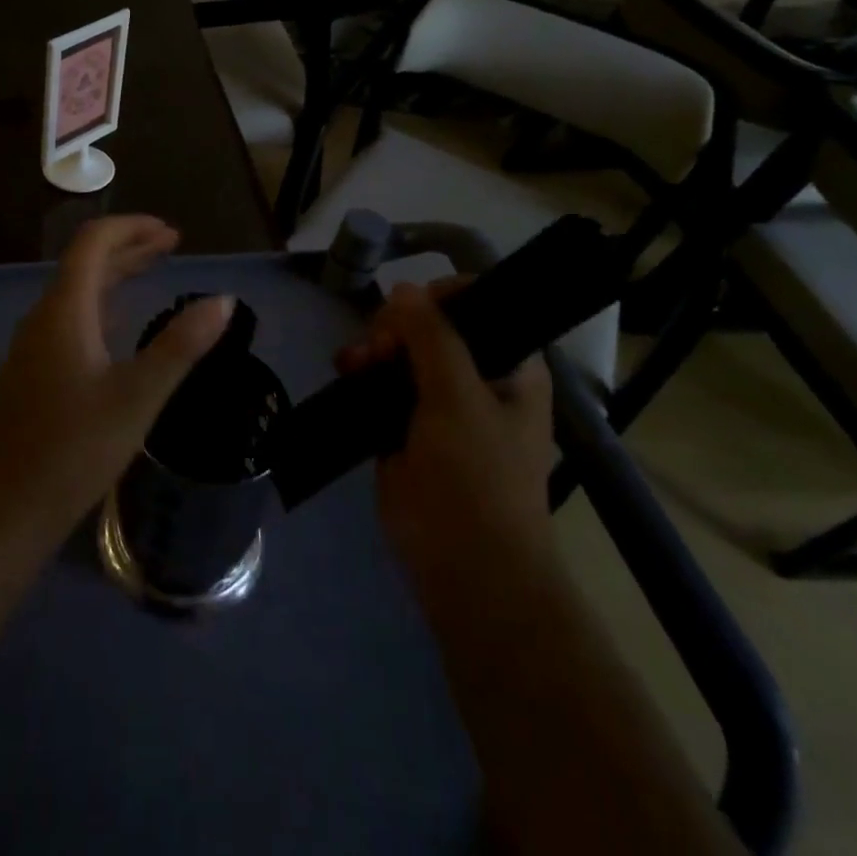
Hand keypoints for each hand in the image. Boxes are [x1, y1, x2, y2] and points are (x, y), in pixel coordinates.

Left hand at [0, 216, 232, 552]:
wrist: (5, 511)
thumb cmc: (74, 449)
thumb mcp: (138, 396)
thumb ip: (181, 345)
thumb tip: (224, 300)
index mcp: (64, 310)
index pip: (93, 242)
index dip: (132, 227)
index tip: (172, 232)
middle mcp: (43, 317)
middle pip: (85, 263)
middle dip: (129, 248)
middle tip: (172, 245)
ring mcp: (34, 345)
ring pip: (77, 292)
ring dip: (115, 275)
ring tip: (153, 272)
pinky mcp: (33, 371)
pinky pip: (71, 318)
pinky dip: (102, 305)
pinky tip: (120, 326)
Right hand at [336, 280, 555, 590]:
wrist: (464, 567)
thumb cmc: (476, 477)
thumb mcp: (458, 398)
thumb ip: (432, 337)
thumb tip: (404, 288)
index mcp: (511, 368)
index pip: (481, 306)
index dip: (443, 297)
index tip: (410, 306)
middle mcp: (477, 378)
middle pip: (432, 326)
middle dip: (399, 325)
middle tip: (380, 345)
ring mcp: (439, 404)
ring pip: (402, 353)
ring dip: (375, 347)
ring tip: (356, 361)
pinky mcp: (405, 427)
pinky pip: (381, 384)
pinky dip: (363, 372)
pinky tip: (346, 370)